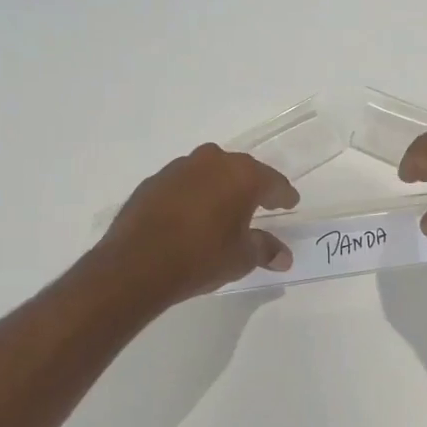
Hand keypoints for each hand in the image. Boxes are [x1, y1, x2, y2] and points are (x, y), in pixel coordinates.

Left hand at [101, 145, 299, 303]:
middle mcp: (213, 162)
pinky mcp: (153, 181)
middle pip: (241, 170)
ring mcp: (179, 168)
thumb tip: (284, 256)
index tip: (290, 203)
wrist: (136, 264)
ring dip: (219, 187)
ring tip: (223, 210)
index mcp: (242, 175)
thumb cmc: (201, 257)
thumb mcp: (242, 258)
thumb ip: (266, 250)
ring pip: (209, 172)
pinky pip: (184, 184)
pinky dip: (193, 195)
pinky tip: (191, 216)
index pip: (273, 182)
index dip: (284, 195)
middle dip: (252, 187)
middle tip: (260, 204)